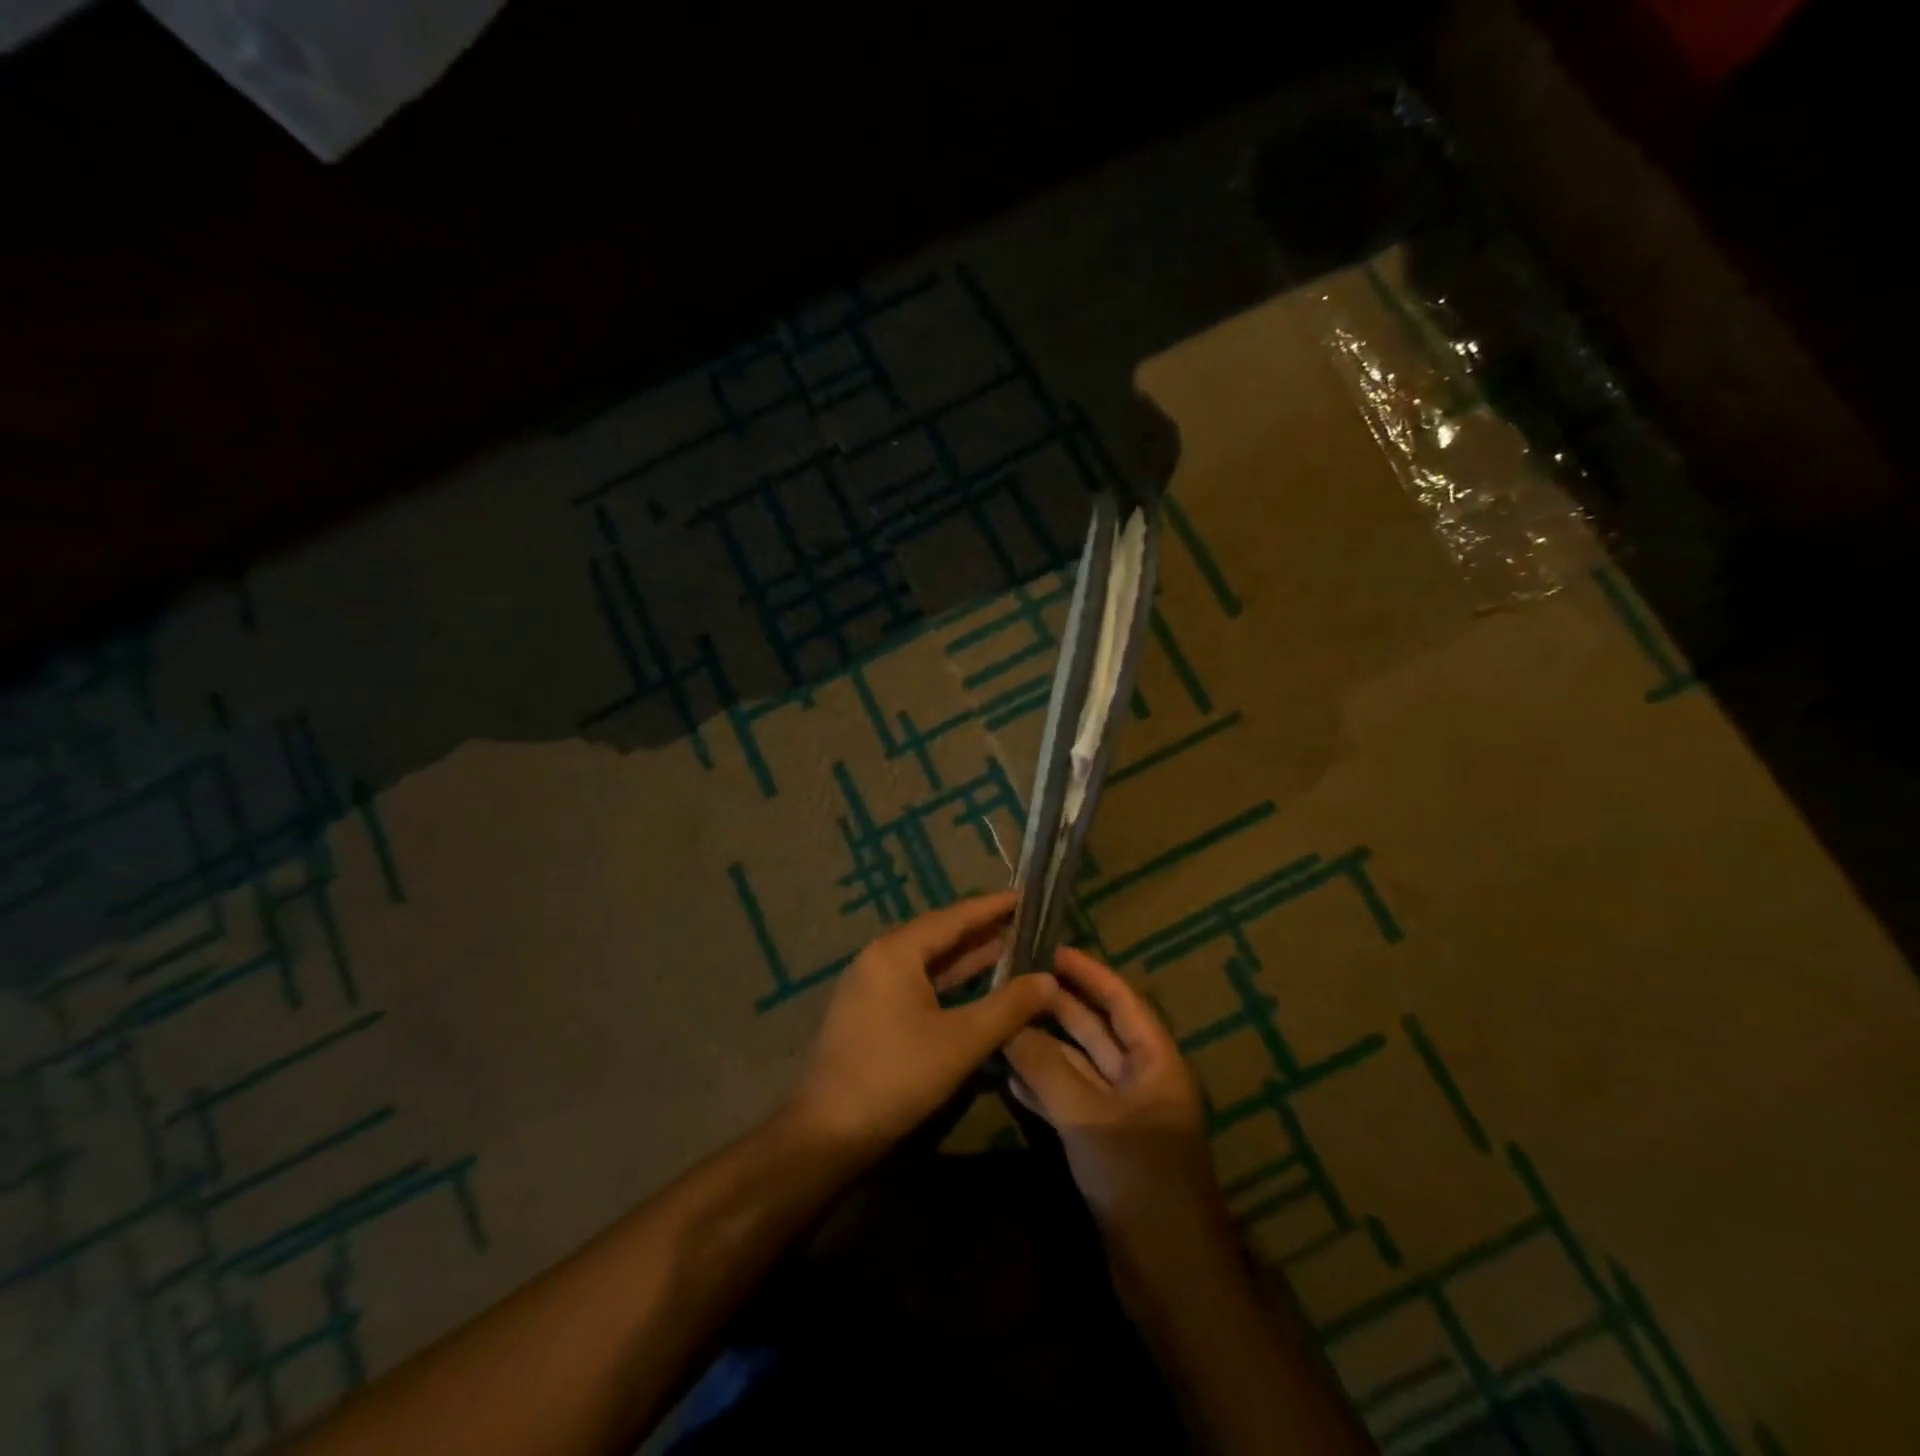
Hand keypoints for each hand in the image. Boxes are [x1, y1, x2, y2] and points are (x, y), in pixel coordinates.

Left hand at [784, 892, 1059, 1159]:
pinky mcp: (869, 1009)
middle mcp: (880, 956)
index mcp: (897, 951)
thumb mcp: (962, 1041)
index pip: (955, 917)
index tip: (1026, 896)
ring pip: (928, 960)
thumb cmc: (897, 1076)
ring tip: (1010, 949)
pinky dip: (948, 980)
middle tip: (1025, 924)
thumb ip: (1009, 1006)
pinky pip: (916, 981)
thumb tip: (1050, 979)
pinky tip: (974, 987)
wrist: (828, 1131)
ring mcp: (871, 983)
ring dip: (966, 957)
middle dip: (982, 930)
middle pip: (939, 934)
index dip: (993, 907)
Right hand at [1005, 947, 1228, 1256]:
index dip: (1089, 973)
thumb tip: (1008, 1026)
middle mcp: (1142, 1081)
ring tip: (1003, 1021)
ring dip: (1045, 1047)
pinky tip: (1008, 1076)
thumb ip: (1046, 1068)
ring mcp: (1122, 1115)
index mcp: (1156, 1063)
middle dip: (1059, 1006)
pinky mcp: (1104, 1146)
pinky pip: (1070, 1102)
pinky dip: (1043, 1087)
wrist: (1169, 1277)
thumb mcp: (1089, 1118)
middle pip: (1097, 1031)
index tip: (1051, 949)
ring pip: (1079, 1067)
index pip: (1122, 1001)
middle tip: (1015, 981)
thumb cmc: (1140, 1181)